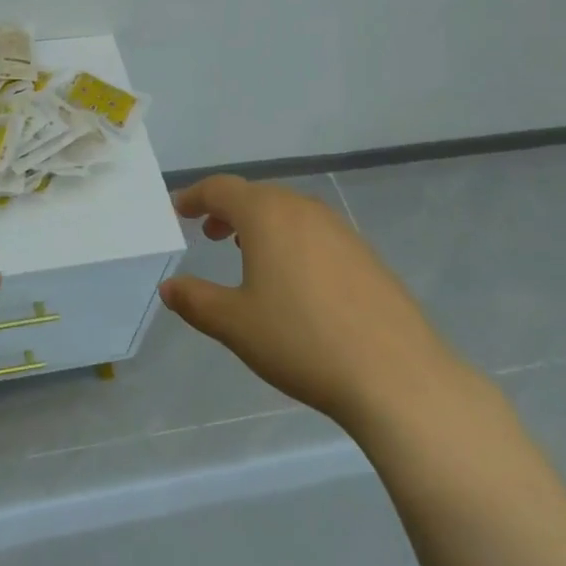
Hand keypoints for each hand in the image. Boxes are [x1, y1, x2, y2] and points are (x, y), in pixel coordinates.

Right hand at [160, 175, 463, 437]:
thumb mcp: (235, 324)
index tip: (178, 209)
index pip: (221, 189)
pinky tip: (294, 279)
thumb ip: (195, 300)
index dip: (195, 197)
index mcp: (267, 215)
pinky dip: (291, 240)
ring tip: (247, 253)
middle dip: (227, 210)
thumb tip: (169, 287)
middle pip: (256, 196)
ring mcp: (340, 230)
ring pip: (289, 213)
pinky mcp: (366, 255)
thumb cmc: (301, 341)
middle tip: (209, 233)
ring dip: (261, 225)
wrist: (397, 376)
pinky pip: (315, 233)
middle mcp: (303, 210)